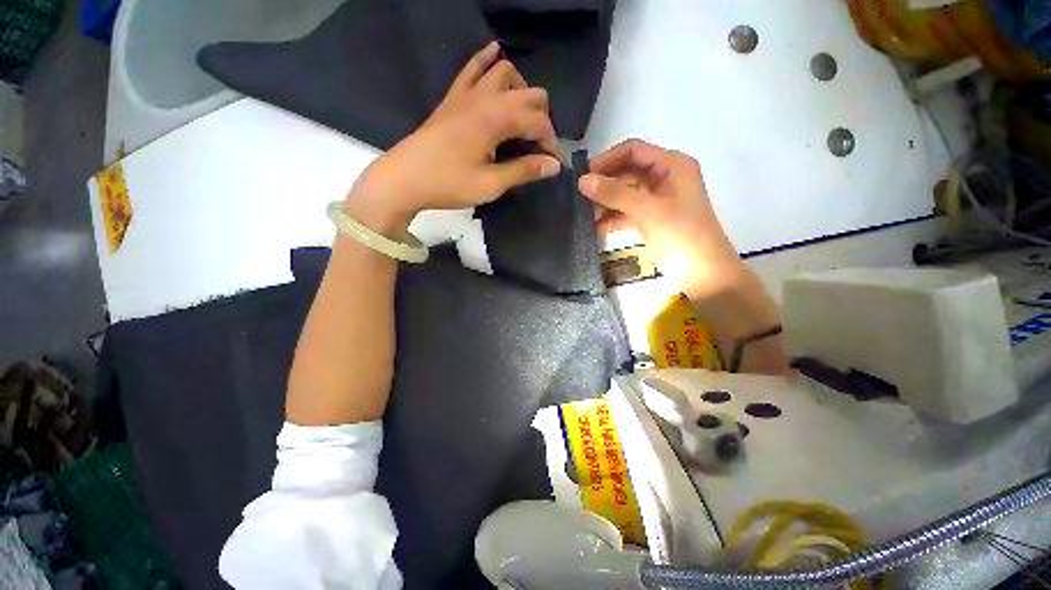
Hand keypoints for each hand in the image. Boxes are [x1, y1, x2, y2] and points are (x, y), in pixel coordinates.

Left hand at [345, 42, 561, 236]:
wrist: (405, 179)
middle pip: (529, 93)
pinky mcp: (452, 98)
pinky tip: (495, 52)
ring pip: (504, 73)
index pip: (538, 121)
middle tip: (538, 145)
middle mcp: (485, 98)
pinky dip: (486, 59)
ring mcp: (466, 94)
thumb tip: (553, 165)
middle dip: (542, 118)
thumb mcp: (490, 184)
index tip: (552, 164)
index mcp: (496, 120)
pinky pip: (471, 68)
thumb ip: (523, 171)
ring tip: (524, 115)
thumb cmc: (448, 184)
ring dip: (522, 90)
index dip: (550, 142)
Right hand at [578, 139, 745, 295]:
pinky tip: (594, 228)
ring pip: (623, 194)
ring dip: (604, 204)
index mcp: (672, 165)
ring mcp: (656, 200)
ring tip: (583, 216)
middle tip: (578, 199)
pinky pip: (625, 212)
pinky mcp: (650, 219)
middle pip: (626, 173)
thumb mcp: (649, 211)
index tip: (582, 176)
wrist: (703, 275)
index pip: (633, 151)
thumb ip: (615, 194)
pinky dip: (611, 218)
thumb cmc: (682, 237)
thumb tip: (582, 180)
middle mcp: (664, 178)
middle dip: (603, 185)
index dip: (606, 160)